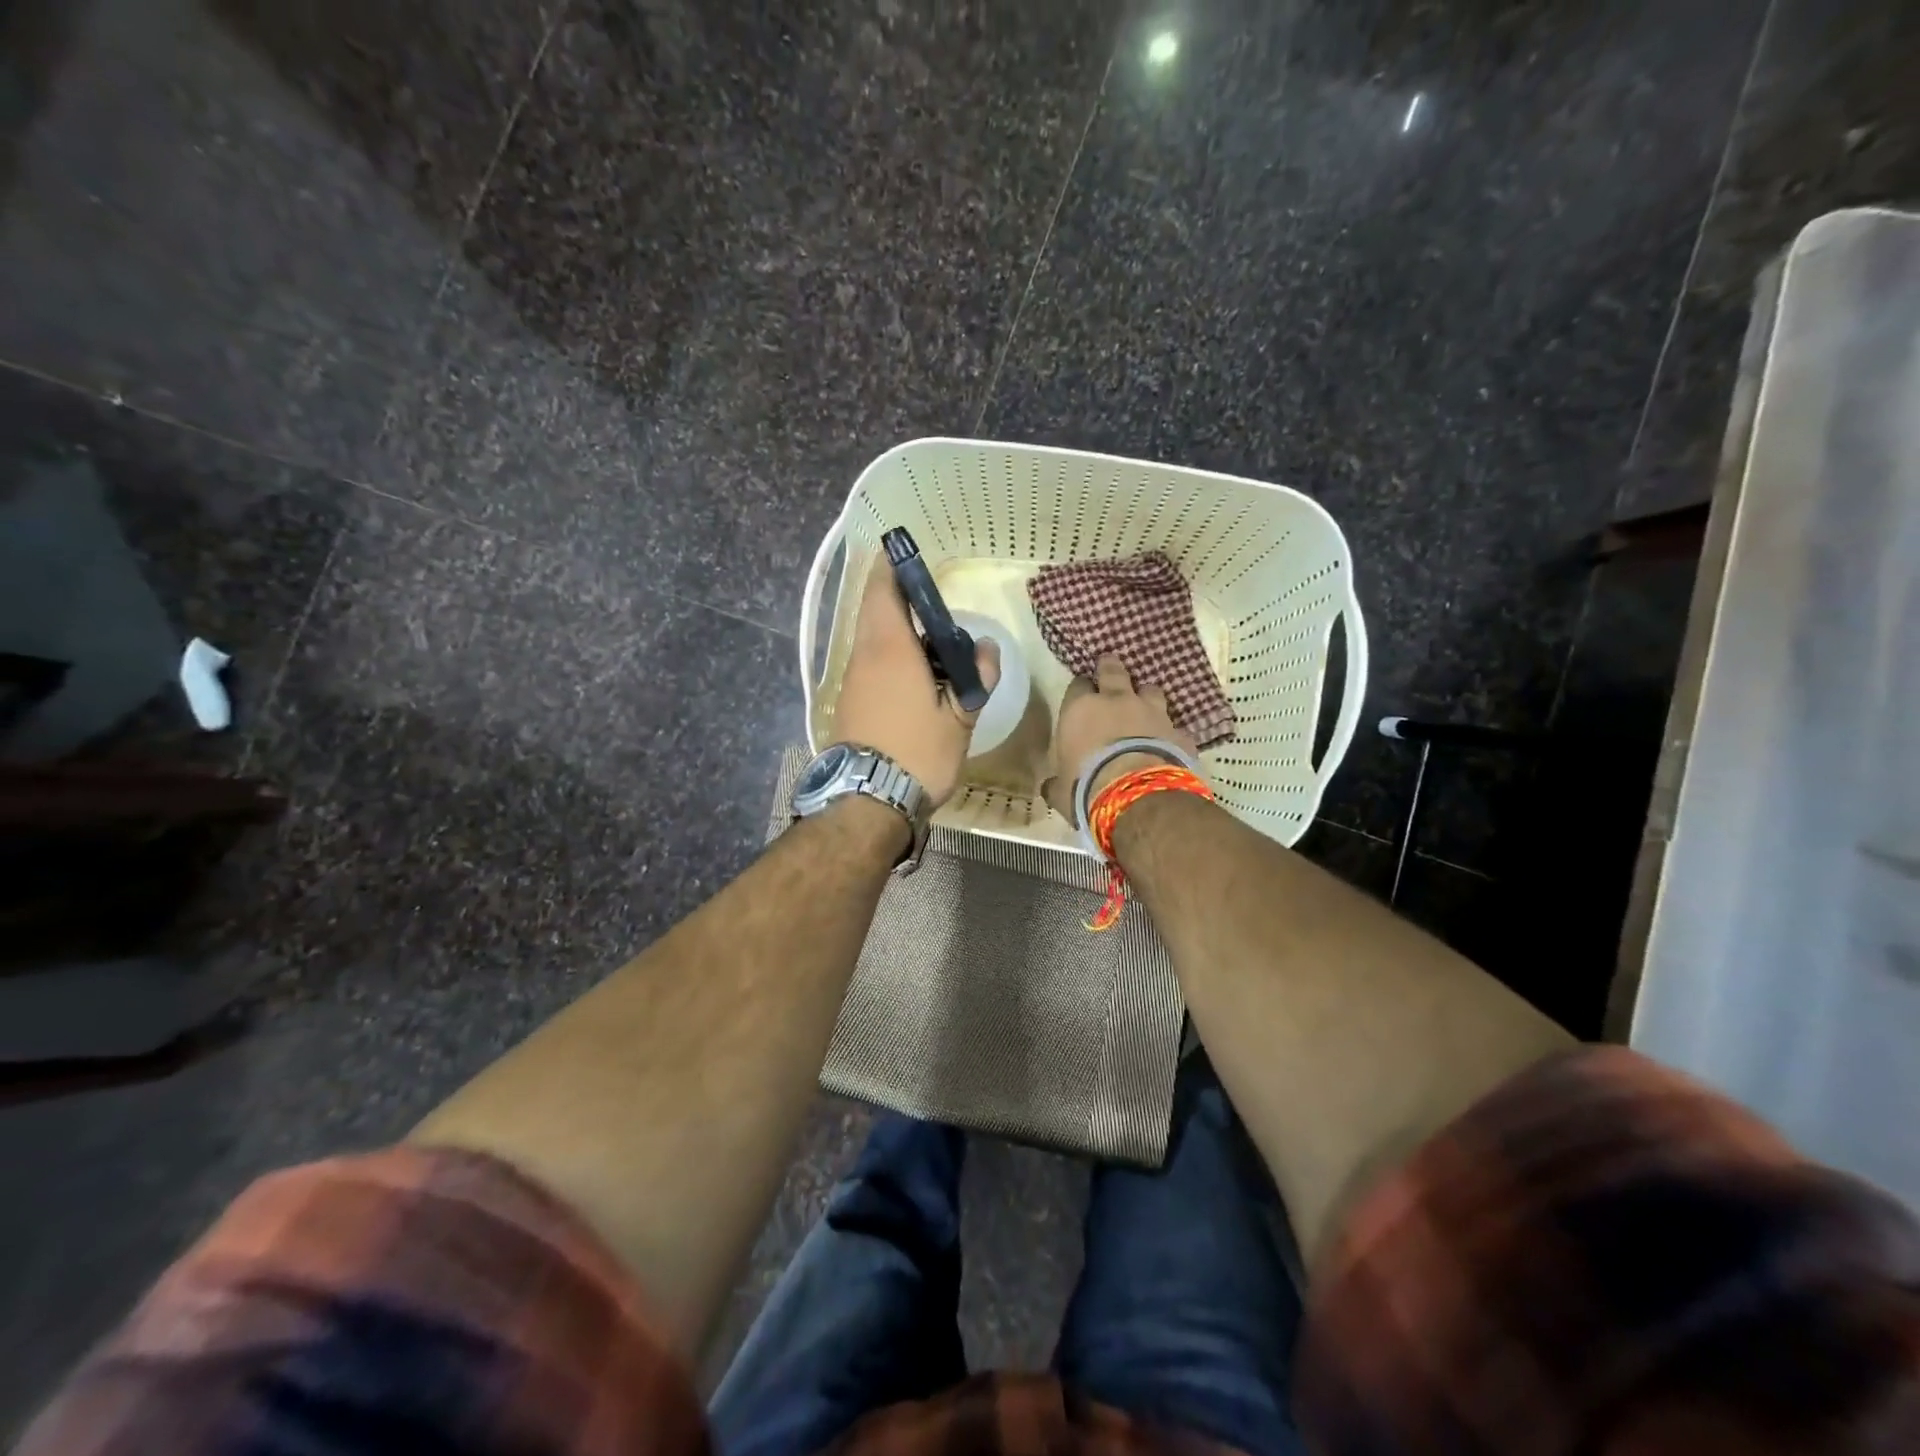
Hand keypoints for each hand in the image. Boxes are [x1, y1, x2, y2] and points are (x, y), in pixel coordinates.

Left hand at [831, 559, 1000, 807]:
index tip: (907, 555)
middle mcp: (863, 656)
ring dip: (898, 636)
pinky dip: (889, 661)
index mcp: (890, 649)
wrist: (867, 803)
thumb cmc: (918, 754)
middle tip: (936, 613)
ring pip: (872, 641)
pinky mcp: (847, 704)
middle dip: (902, 604)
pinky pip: (869, 666)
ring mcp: (851, 681)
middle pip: (876, 613)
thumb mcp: (959, 719)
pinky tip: (915, 682)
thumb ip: (975, 678)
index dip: (893, 568)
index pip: (883, 590)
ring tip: (934, 653)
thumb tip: (985, 648)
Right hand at [1042, 655, 1199, 818]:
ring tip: (1144, 703)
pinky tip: (1169, 743)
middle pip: (1113, 672)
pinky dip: (1170, 733)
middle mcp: (1117, 702)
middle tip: (1109, 664)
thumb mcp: (1061, 790)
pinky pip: (1174, 727)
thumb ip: (1056, 782)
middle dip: (1110, 668)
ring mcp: (1152, 714)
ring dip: (1145, 695)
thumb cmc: (1086, 788)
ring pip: (1150, 690)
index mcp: (1081, 709)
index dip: (1080, 689)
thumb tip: (1049, 786)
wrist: (1138, 796)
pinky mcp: (1179, 733)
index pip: (1077, 686)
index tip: (1081, 695)